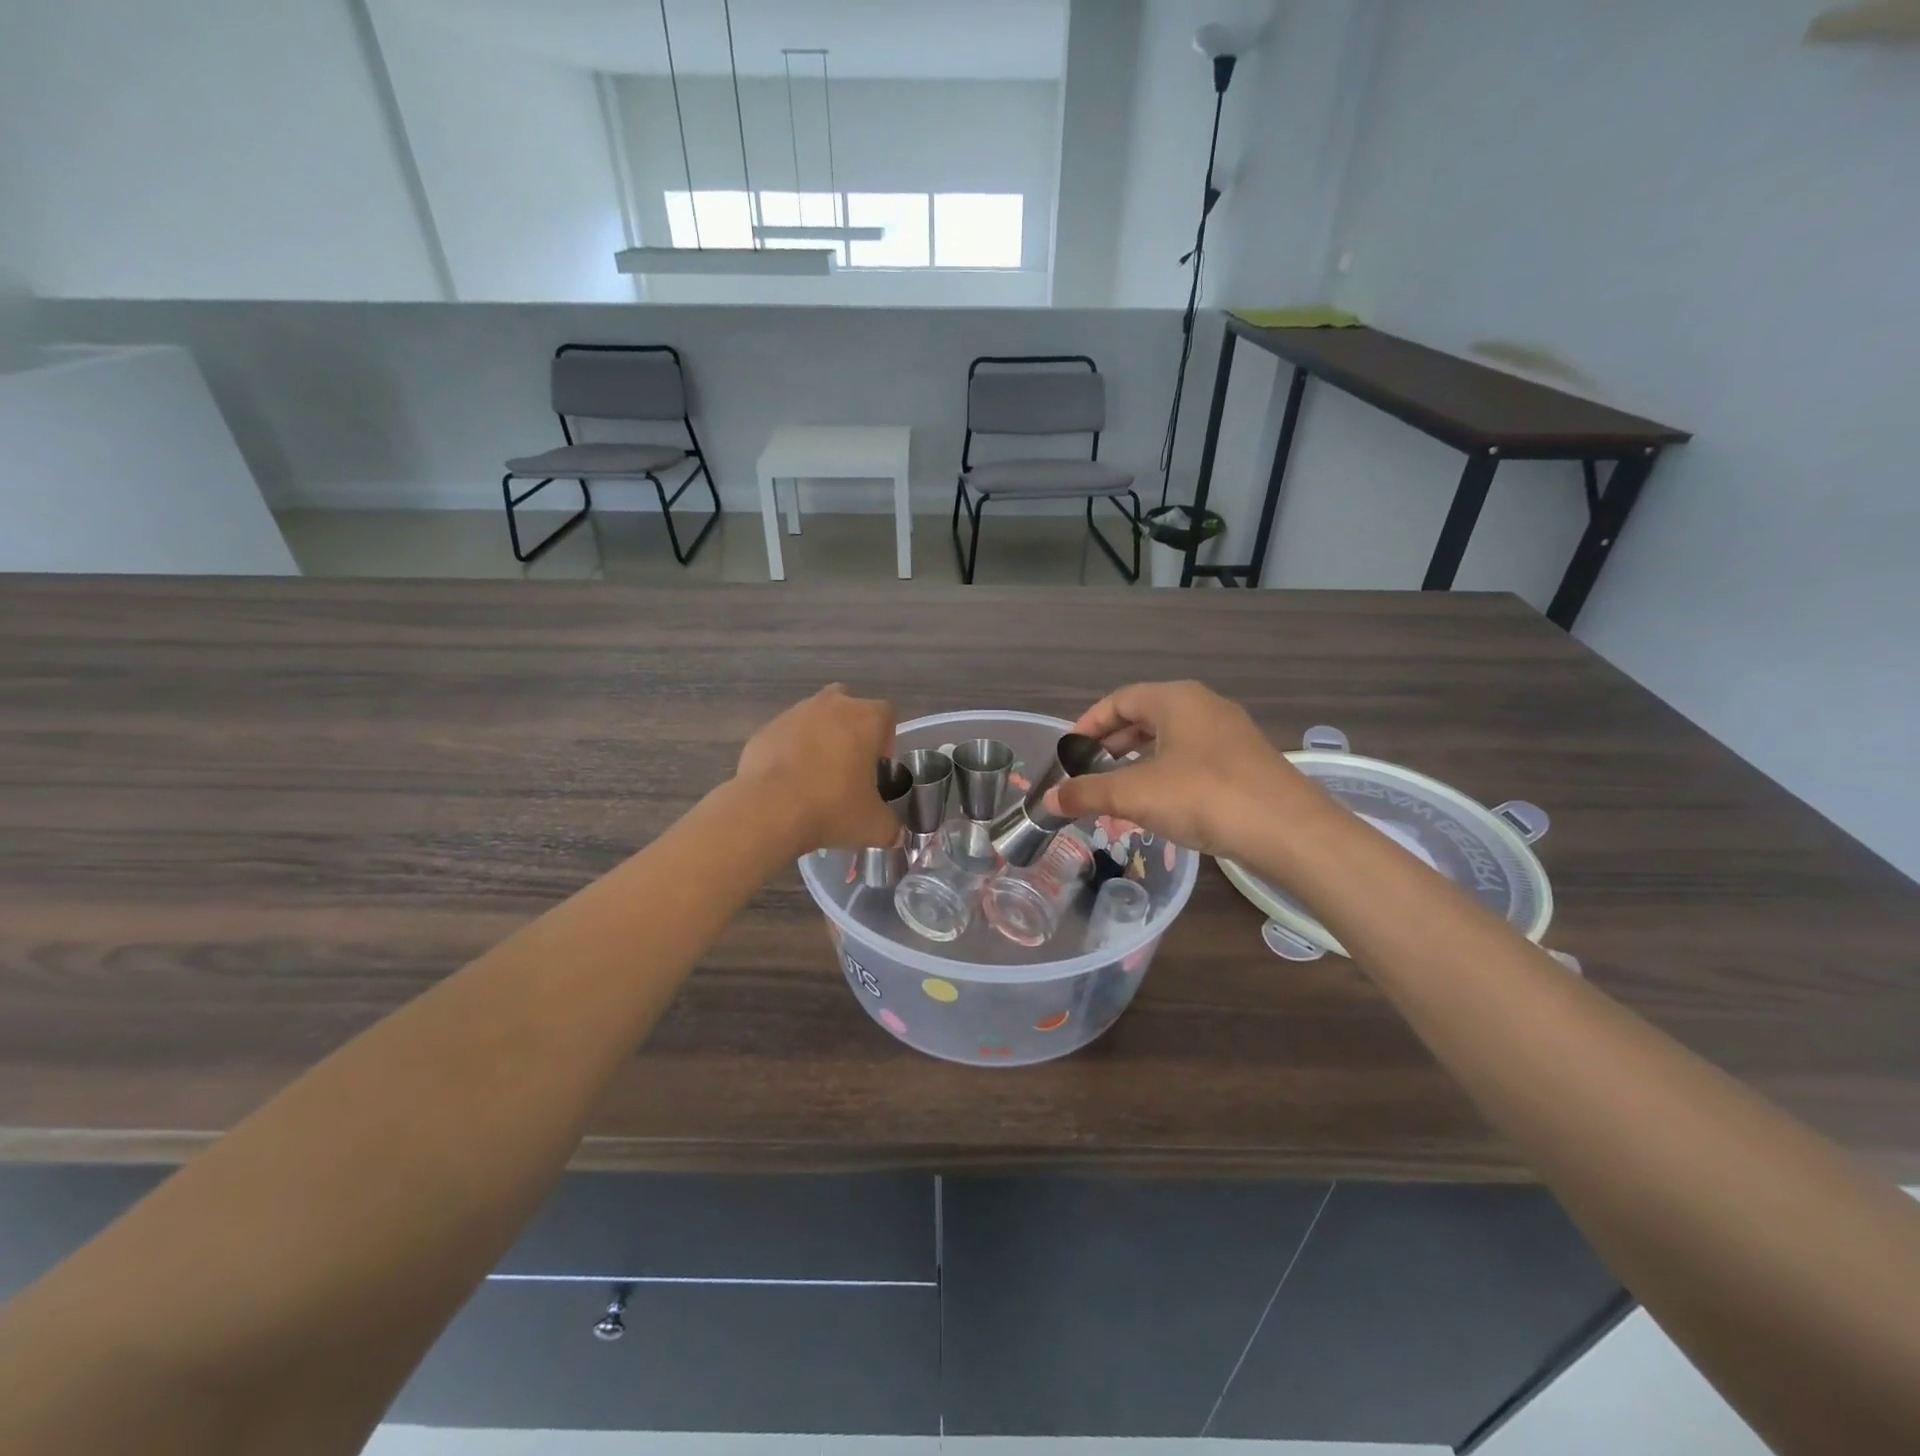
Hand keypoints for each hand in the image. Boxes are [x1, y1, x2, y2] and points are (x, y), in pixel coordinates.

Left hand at [736, 685, 899, 852]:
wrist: (768, 810)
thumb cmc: (832, 808)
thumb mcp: (874, 826)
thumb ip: (891, 826)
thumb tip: (895, 834)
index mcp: (865, 718)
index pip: (887, 714)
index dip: (887, 739)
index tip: (878, 766)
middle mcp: (831, 705)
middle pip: (849, 706)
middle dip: (851, 730)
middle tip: (849, 766)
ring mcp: (794, 714)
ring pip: (815, 718)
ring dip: (820, 739)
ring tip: (816, 777)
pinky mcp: (765, 729)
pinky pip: (786, 736)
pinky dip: (790, 752)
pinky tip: (788, 782)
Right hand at [1051, 681, 1332, 857]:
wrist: (1287, 829)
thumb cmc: (1202, 796)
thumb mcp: (1135, 794)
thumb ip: (1087, 793)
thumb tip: (1048, 800)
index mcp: (1176, 699)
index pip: (1119, 699)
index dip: (1088, 723)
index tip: (1069, 751)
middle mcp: (1203, 706)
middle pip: (1145, 716)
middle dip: (1112, 743)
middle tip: (1088, 770)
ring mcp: (1229, 734)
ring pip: (1170, 738)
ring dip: (1139, 760)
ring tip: (1117, 789)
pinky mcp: (1245, 762)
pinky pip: (1192, 757)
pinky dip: (1166, 772)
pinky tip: (1158, 803)